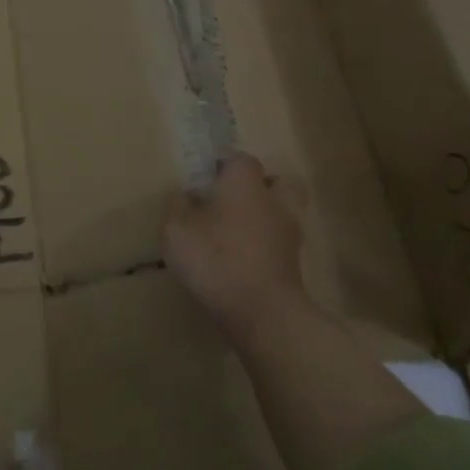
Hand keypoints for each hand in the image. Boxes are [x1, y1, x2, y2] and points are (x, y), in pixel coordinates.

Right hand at [163, 153, 308, 331]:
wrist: (262, 311)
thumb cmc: (215, 259)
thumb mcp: (176, 230)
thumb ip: (177, 207)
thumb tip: (183, 194)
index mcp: (244, 183)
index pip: (239, 158)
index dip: (221, 164)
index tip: (203, 177)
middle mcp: (273, 200)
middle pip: (275, 180)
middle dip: (257, 184)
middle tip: (230, 198)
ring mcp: (289, 232)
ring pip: (281, 211)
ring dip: (264, 215)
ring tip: (236, 229)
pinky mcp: (294, 262)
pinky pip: (279, 241)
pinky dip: (265, 243)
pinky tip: (242, 256)